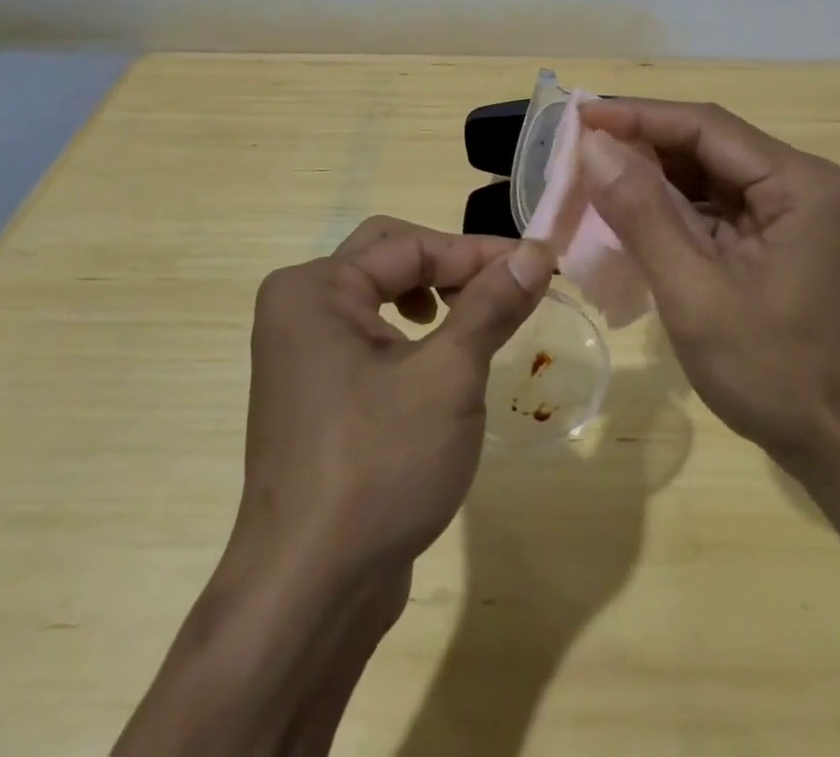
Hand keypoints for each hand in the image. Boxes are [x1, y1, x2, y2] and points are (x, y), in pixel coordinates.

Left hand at [230, 217, 554, 576]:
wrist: (308, 594)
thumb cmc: (379, 466)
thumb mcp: (449, 376)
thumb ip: (491, 305)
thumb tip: (535, 253)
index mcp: (315, 289)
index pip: (411, 245)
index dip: (479, 253)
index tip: (539, 265)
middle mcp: (299, 310)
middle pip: (389, 256)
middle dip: (452, 267)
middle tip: (504, 289)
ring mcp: (301, 356)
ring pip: (379, 296)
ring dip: (435, 296)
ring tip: (475, 321)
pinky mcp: (315, 395)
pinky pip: (370, 337)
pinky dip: (413, 335)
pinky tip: (441, 364)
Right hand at [576, 99, 839, 471]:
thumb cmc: (775, 374)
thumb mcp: (696, 294)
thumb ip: (643, 215)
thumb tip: (594, 147)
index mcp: (797, 183)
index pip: (706, 127)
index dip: (638, 115)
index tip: (580, 114)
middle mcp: (800, 184)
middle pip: (708, 146)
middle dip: (642, 146)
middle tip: (577, 148)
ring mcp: (792, 213)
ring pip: (708, 176)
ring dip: (652, 178)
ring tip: (593, 177)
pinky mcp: (778, 240)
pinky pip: (716, 209)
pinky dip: (672, 210)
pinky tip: (630, 215)